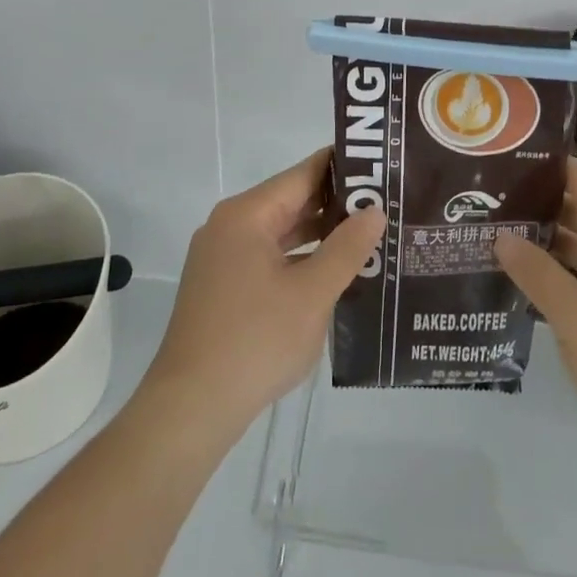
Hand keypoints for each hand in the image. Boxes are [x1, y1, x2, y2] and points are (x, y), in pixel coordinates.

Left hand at [142, 147, 383, 442]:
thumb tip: (374, 210)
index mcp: (246, 215)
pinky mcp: (222, 287)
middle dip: (336, 205)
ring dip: (320, 235)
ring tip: (369, 236)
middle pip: (291, 201)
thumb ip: (347, 248)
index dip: (343, 168)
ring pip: (281, 233)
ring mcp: (222, 258)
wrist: (190, 410)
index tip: (381, 167)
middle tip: (385, 204)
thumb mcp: (312, 294)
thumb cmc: (254, 341)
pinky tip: (333, 273)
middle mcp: (230, 226)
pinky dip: (300, 260)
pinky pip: (268, 258)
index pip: (302, 174)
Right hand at [495, 158, 576, 468]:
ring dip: (555, 244)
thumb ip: (535, 272)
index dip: (545, 169)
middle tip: (494, 204)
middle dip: (543, 208)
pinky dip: (571, 274)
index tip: (505, 166)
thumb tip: (502, 238)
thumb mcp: (574, 315)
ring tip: (505, 238)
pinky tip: (536, 282)